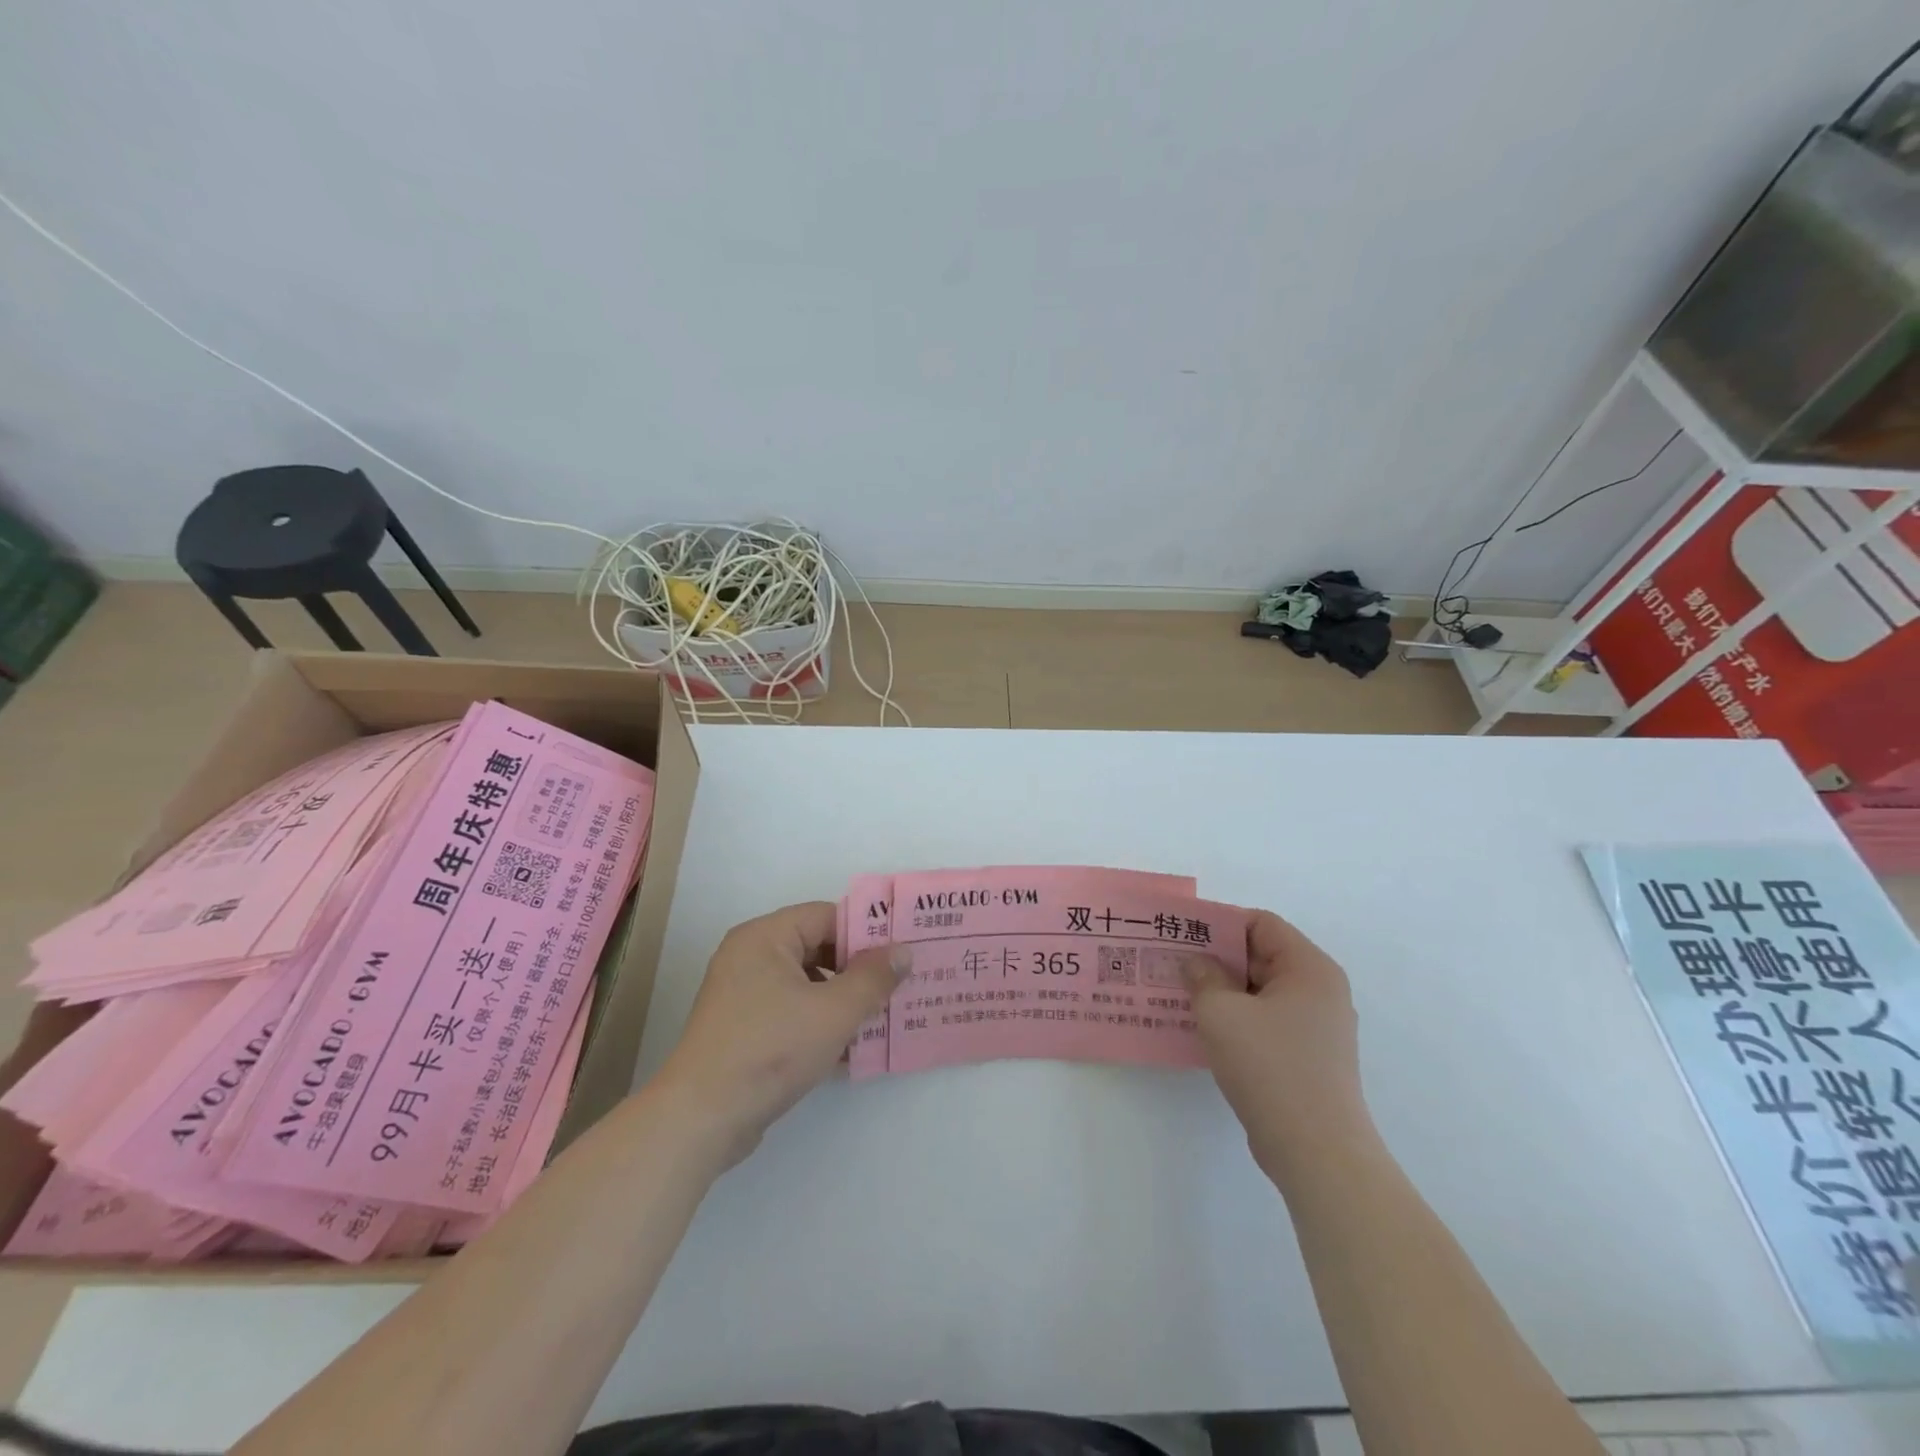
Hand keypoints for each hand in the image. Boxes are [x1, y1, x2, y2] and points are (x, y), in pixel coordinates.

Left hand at [655, 901, 902, 1165]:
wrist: (702, 1119)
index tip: (901, 954)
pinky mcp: (742, 1028)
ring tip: (881, 1016)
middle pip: (816, 947)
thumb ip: (873, 978)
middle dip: (857, 969)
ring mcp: (742, 994)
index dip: (866, 933)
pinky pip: (790, 1010)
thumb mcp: (834, 1012)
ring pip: (806, 982)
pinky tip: (850, 1047)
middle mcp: (749, 956)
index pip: (826, 916)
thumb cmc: (771, 1050)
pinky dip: (819, 1020)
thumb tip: (903, 951)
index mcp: (765, 937)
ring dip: (842, 999)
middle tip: (897, 985)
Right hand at [1182, 909, 1371, 1180]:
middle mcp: (1320, 991)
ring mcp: (1316, 1027)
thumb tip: (1196, 963)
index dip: (1220, 924)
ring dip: (1222, 991)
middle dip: (1216, 958)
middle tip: (1173, 964)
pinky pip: (1266, 1021)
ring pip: (1261, 992)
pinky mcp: (1308, 1058)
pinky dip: (1237, 1019)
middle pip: (1261, 956)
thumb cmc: (1270, 1067)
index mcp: (1309, 968)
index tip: (1183, 935)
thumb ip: (1203, 977)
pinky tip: (1203, 1030)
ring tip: (1180, 995)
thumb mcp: (1222, 1013)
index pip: (1261, 923)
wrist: (1317, 1152)